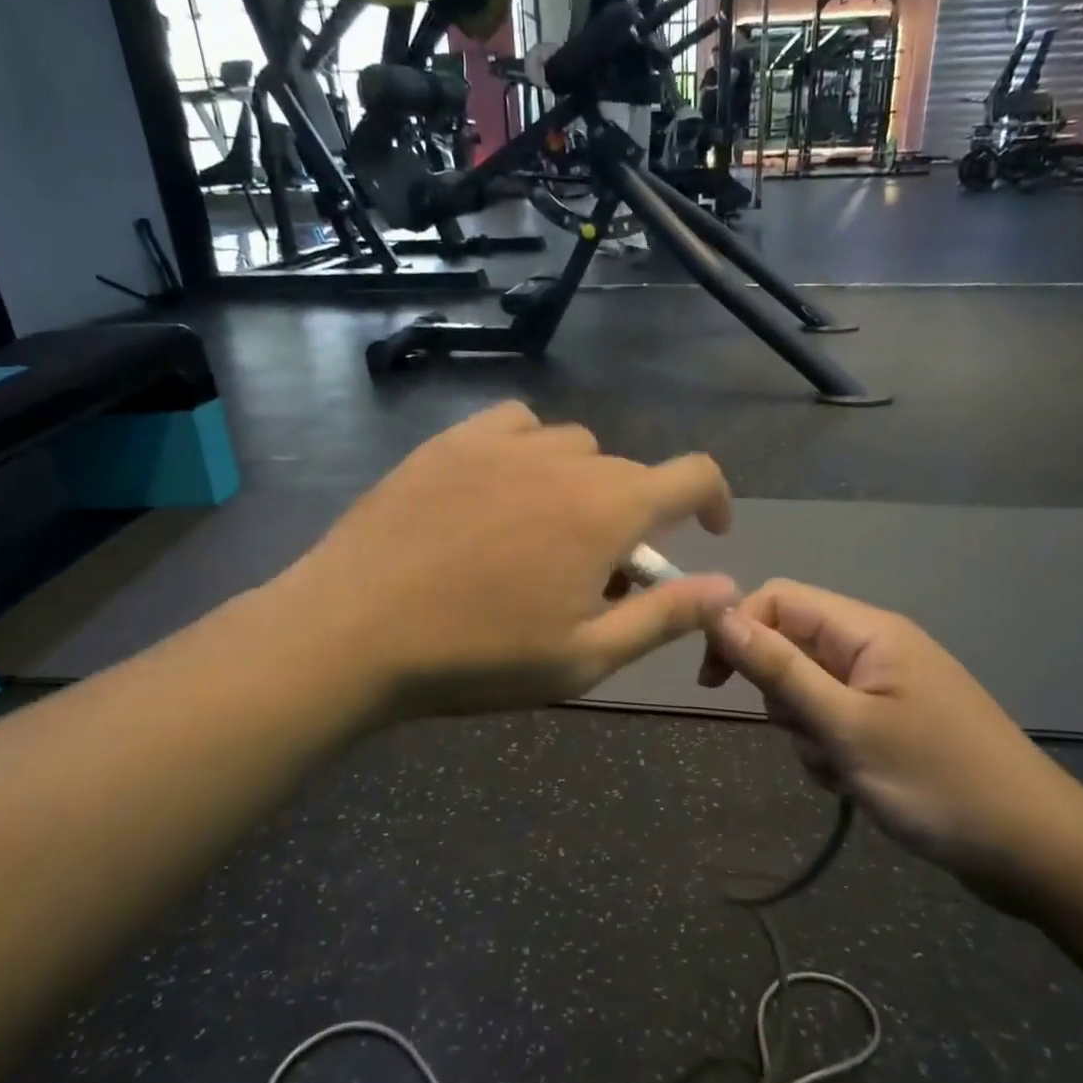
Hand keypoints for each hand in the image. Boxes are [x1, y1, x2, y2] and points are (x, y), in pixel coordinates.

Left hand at [278, 403, 736, 720]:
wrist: (353, 630)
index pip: (692, 475)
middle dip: (634, 518)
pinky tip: (504, 488)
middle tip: (599, 576)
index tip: (707, 533)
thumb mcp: (584, 656)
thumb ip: (665, 616)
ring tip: (547, 534)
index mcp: (607, 511)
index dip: (714, 499)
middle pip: (629, 471)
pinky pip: (515, 425)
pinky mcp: (453, 441)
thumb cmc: (478, 656)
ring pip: (574, 447)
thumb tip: (729, 587)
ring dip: (583, 485)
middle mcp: (565, 461)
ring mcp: (504, 443)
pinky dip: (530, 451)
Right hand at [699, 581, 1082, 911]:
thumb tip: (718, 612)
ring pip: (807, 690)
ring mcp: (885, 687)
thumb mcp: (846, 727)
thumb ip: (779, 668)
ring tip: (843, 769)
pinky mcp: (891, 723)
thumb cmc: (939, 782)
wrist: (1038, 852)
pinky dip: (830, 750)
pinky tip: (855, 783)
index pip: (779, 599)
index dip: (739, 630)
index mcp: (868, 631)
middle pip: (791, 646)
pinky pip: (834, 721)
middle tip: (811, 736)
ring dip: (806, 730)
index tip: (713, 682)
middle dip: (781, 695)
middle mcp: (874, 647)